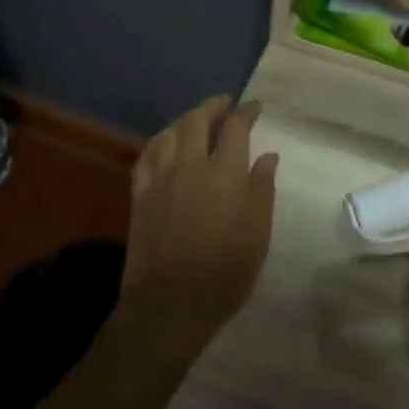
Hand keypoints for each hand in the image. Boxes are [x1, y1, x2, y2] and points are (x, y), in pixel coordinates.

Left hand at [122, 96, 277, 345]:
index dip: (245, 113)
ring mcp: (161, 178)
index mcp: (226, 174)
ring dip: (186, 119)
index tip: (253, 108)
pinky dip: (159, 141)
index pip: (235, 128)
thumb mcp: (258, 233)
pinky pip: (147, 154)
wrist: (170, 305)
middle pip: (198, 121)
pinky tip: (165, 143)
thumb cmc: (225, 272)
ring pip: (170, 133)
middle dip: (213, 107)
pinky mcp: (140, 194)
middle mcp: (191, 166)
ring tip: (197, 118)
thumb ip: (262, 189)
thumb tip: (268, 156)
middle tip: (224, 104)